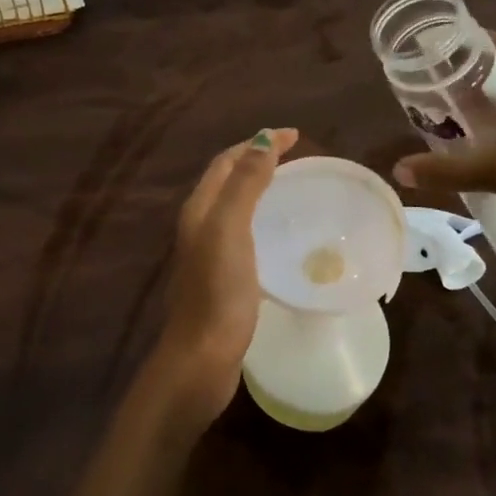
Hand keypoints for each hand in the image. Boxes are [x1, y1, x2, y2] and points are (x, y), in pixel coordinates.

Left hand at [147, 127, 298, 427]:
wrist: (201, 359)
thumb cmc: (218, 292)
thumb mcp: (231, 229)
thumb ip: (244, 184)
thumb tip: (263, 139)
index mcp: (200, 209)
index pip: (227, 162)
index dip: (257, 144)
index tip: (295, 136)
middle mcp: (199, 225)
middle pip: (228, 181)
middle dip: (258, 161)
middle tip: (296, 159)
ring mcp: (208, 253)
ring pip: (234, 207)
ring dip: (260, 190)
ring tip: (293, 189)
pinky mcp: (221, 278)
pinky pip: (243, 234)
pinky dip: (262, 220)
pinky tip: (282, 237)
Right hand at [391, 33, 495, 236]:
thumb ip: (447, 170)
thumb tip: (398, 170)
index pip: (474, 37)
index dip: (440, 45)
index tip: (409, 61)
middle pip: (484, 59)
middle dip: (448, 74)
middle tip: (414, 93)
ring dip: (469, 94)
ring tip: (435, 113)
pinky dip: (490, 108)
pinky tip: (474, 134)